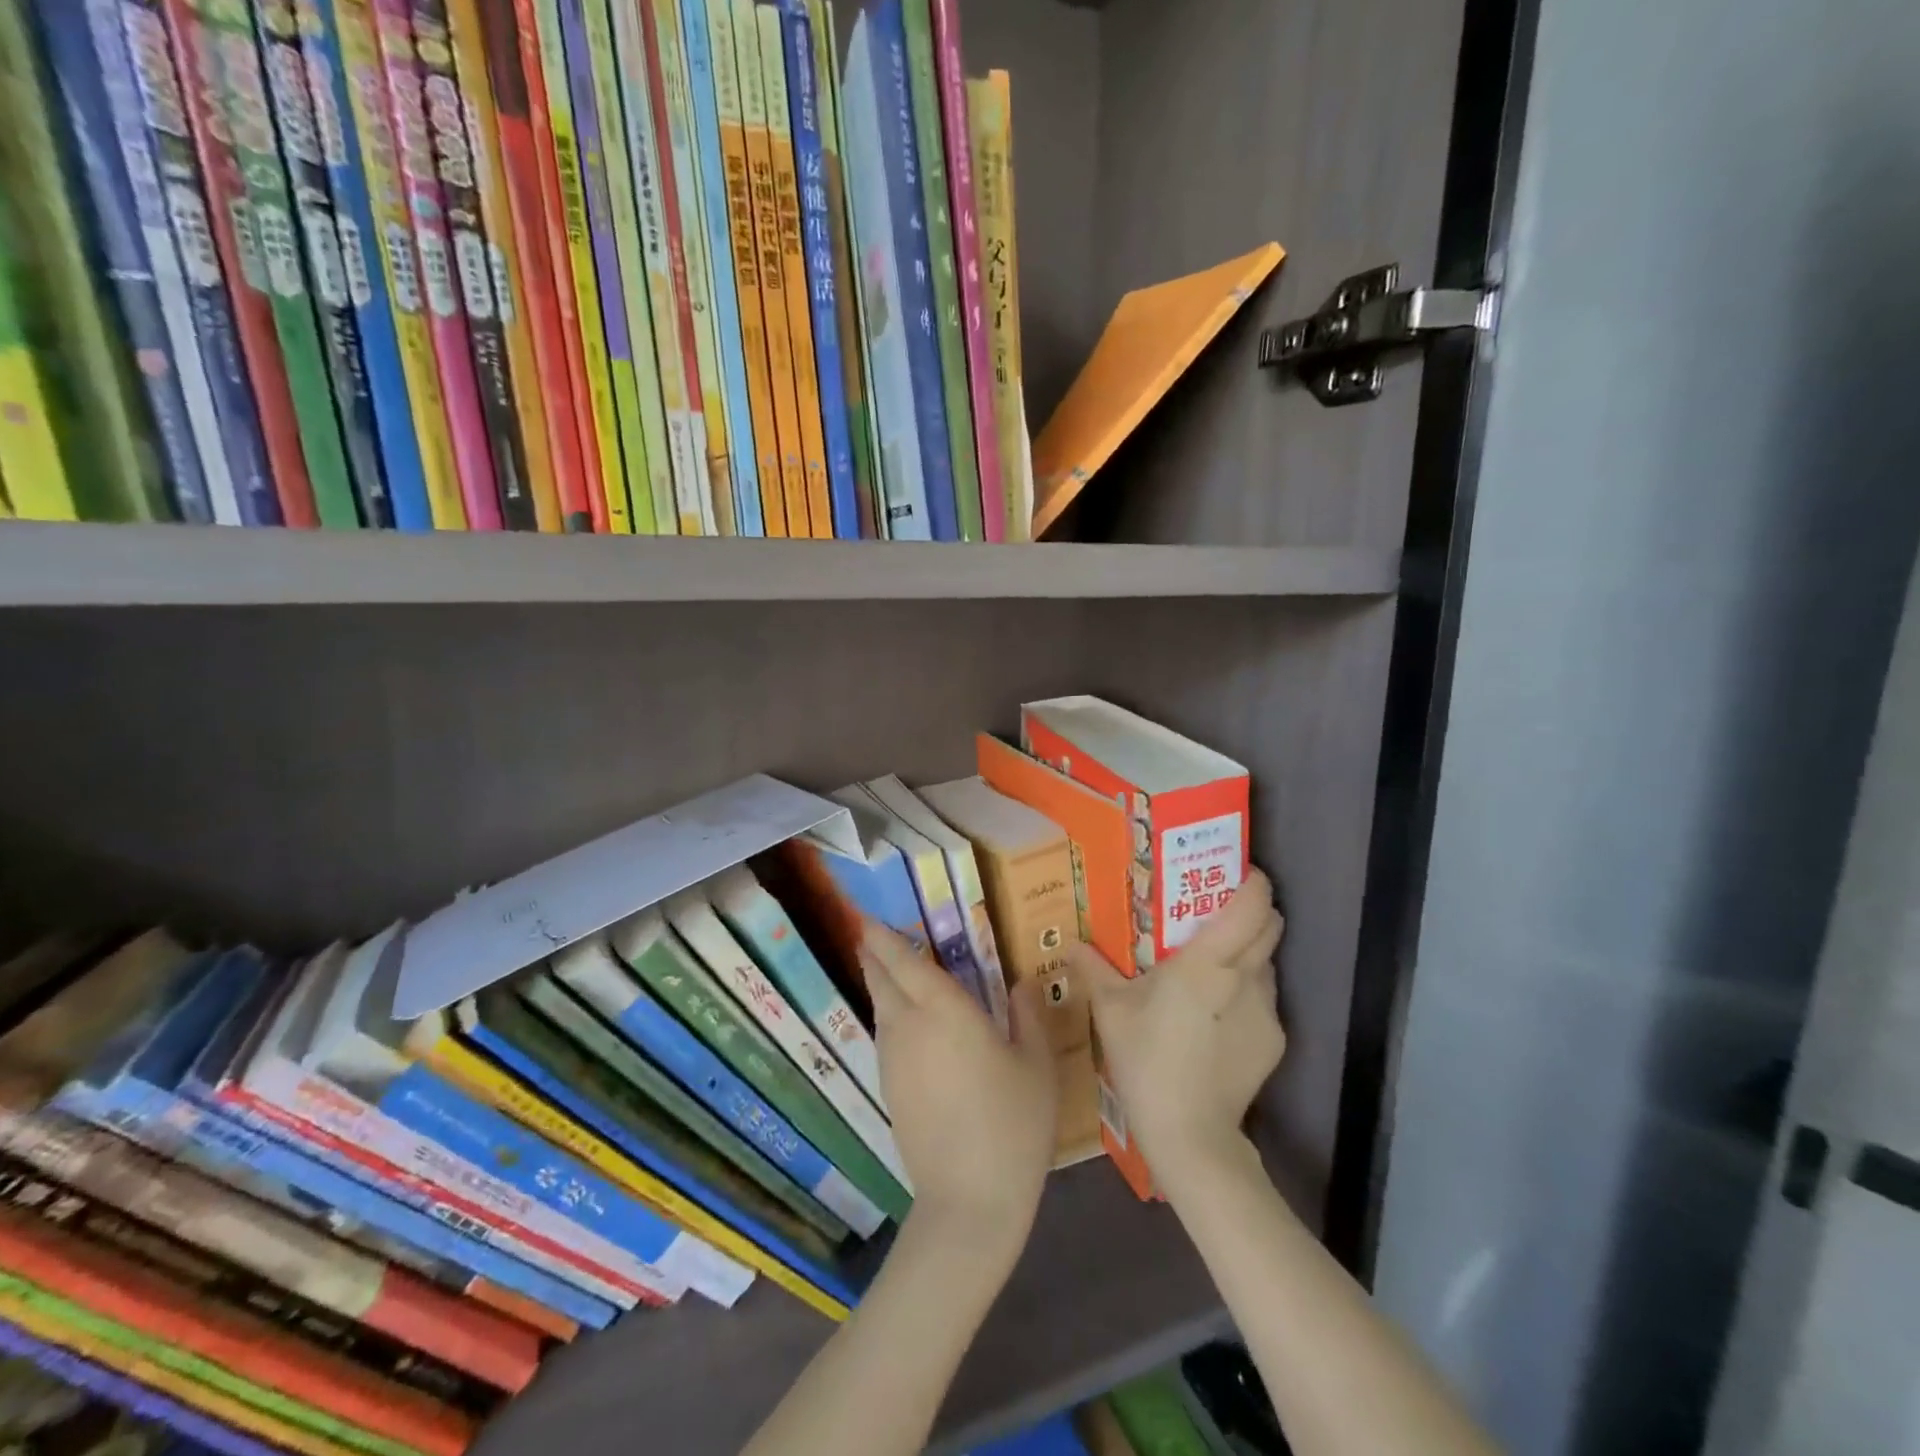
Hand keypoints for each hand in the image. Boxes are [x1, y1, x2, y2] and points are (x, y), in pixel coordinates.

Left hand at [862, 923, 1056, 1258]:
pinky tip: (905, 1023)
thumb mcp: (1036, 1065)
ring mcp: (894, 1060)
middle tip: (874, 935)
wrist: (969, 1200)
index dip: (883, 937)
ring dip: (882, 985)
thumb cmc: (1012, 1124)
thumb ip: (1028, 1015)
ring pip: (880, 1009)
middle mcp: (910, 1027)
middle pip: (883, 981)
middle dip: (875, 955)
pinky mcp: (889, 1089)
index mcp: (945, 1011)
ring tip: (891, 971)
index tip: (867, 916)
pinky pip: (884, 1036)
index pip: (905, 962)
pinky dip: (888, 1016)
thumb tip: (1020, 983)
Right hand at [1071, 870, 1285, 1180]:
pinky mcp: (1275, 1042)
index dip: (1251, 881)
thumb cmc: (1147, 1059)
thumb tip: (1069, 943)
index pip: (1252, 904)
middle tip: (1217, 914)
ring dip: (1247, 956)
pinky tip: (1216, 1020)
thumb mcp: (1110, 1010)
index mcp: (1210, 961)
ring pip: (1267, 964)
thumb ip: (1092, 968)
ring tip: (1212, 970)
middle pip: (1271, 926)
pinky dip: (1246, 995)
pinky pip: (1264, 1001)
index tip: (1235, 871)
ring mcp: (1267, 1012)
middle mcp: (1248, 978)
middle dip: (1253, 912)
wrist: (1190, 1134)